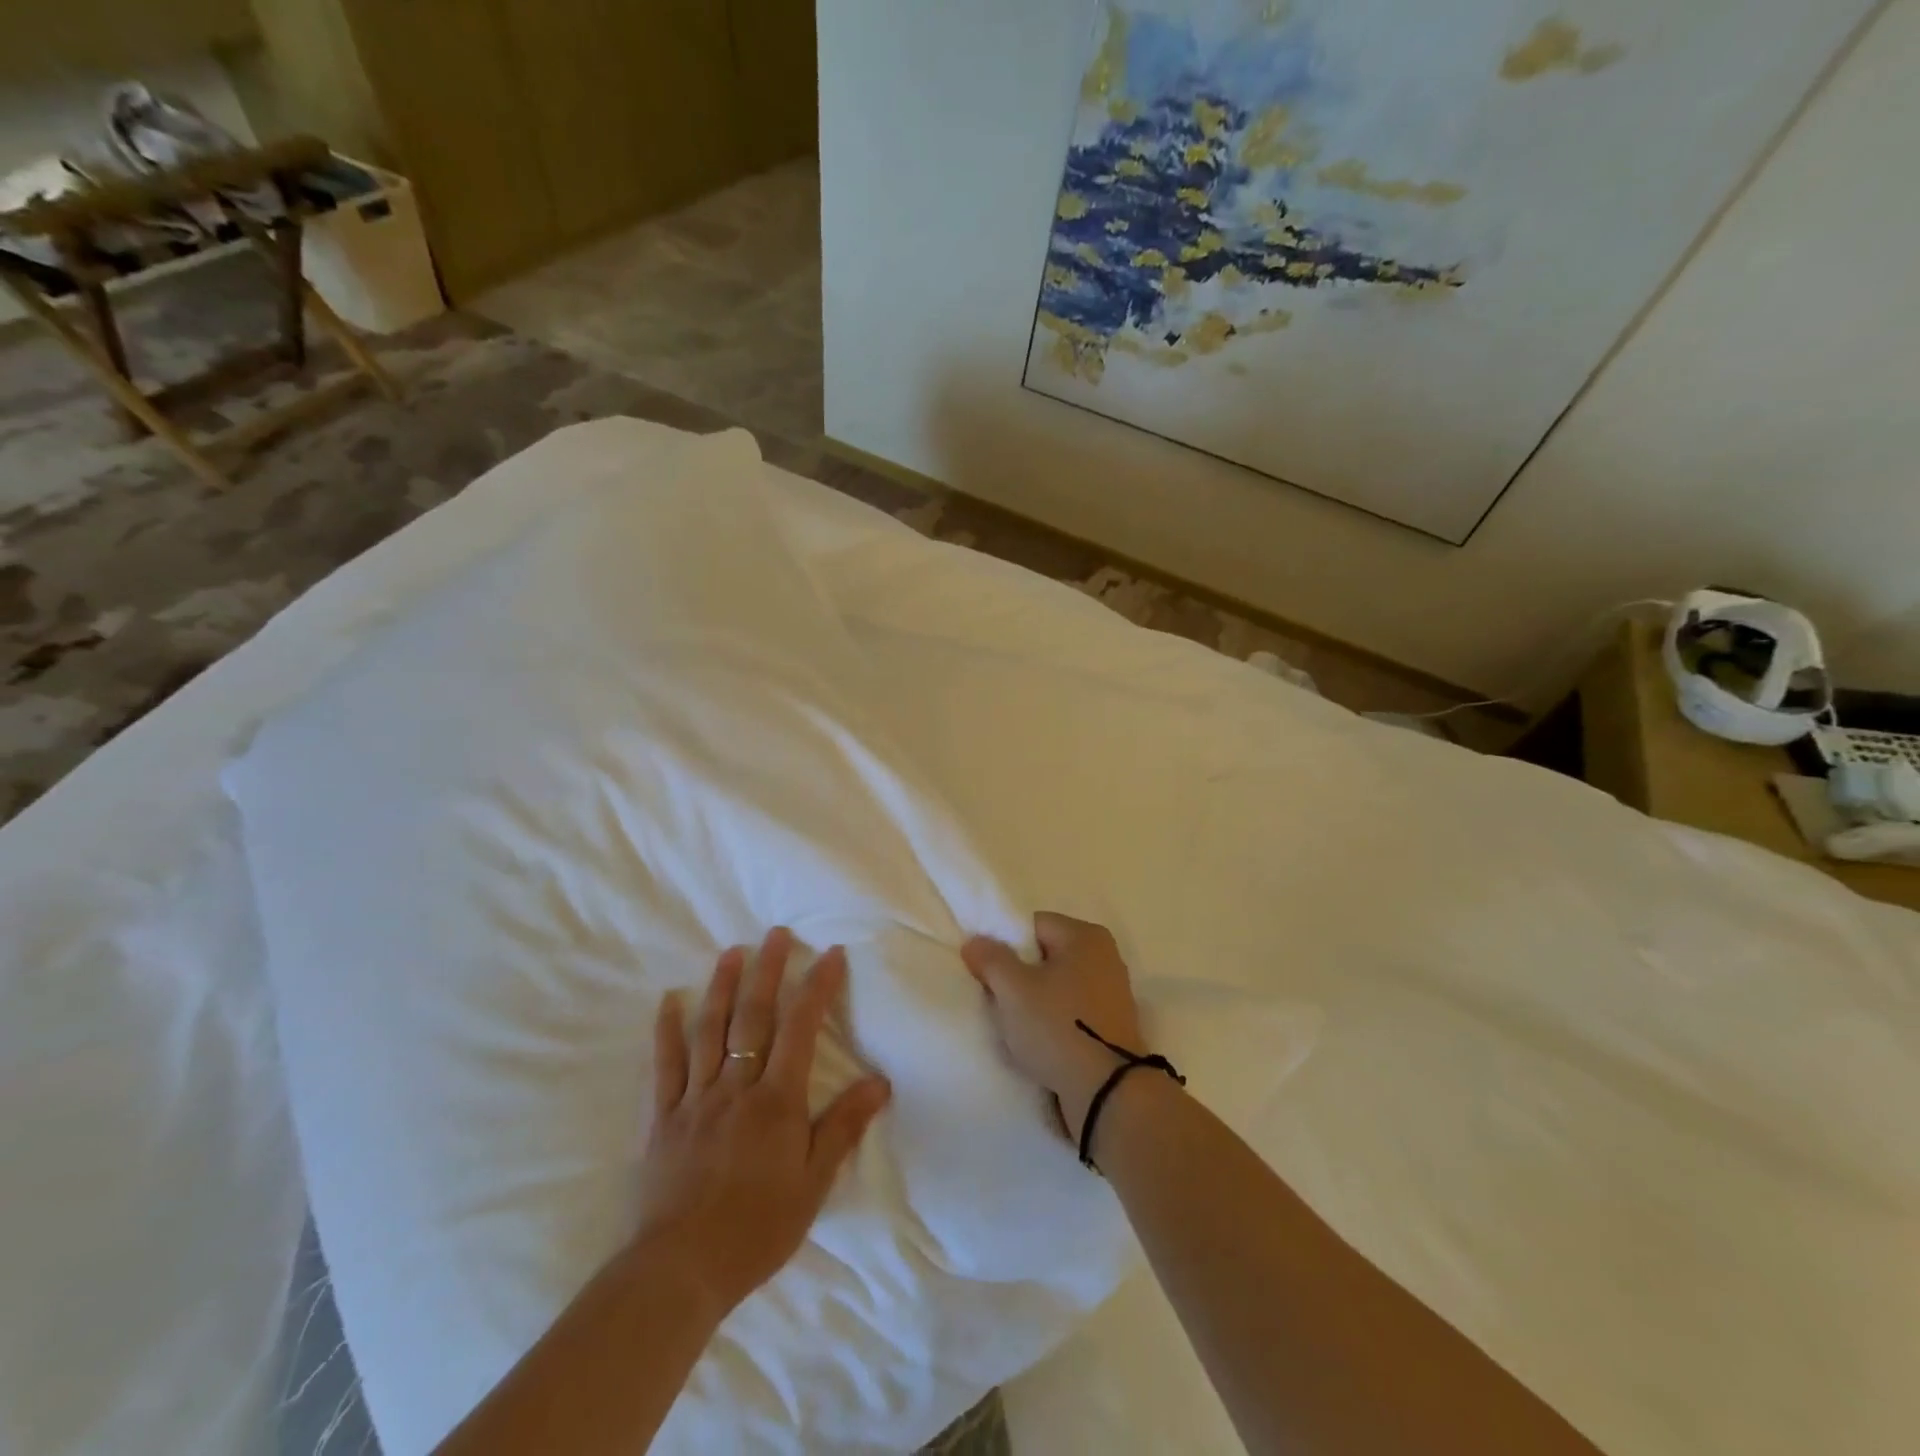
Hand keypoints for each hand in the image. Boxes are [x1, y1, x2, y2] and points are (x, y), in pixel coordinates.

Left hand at [634, 928, 890, 1318]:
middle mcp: (736, 1087)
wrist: (679, 1272)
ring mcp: (695, 1099)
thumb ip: (843, 1127)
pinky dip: (666, 1031)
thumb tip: (880, 1081)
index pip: (801, 1029)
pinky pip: (664, 1066)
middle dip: (768, 971)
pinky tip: (669, 1000)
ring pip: (709, 1031)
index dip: (817, 988)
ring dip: (721, 987)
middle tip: (775, 934)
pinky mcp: (662, 1118)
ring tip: (731, 951)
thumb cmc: (756, 1228)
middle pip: (753, 1017)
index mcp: (776, 1101)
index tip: (829, 954)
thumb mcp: (813, 1184)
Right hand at [962, 913, 1144, 1141]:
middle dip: (1020, 975)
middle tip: (998, 999)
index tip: (988, 973)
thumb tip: (975, 941)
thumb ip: (990, 958)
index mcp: (1086, 936)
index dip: (1005, 945)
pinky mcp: (1113, 1024)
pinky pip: (1073, 1010)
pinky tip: (1040, 1041)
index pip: (1033, 925)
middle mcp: (1105, 956)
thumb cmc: (1058, 1027)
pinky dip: (1055, 1020)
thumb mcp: (1013, 989)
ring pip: (1058, 985)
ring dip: (1036, 1001)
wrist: (1107, 1092)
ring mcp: (1112, 992)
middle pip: (1046, 955)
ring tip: (1017, 1025)